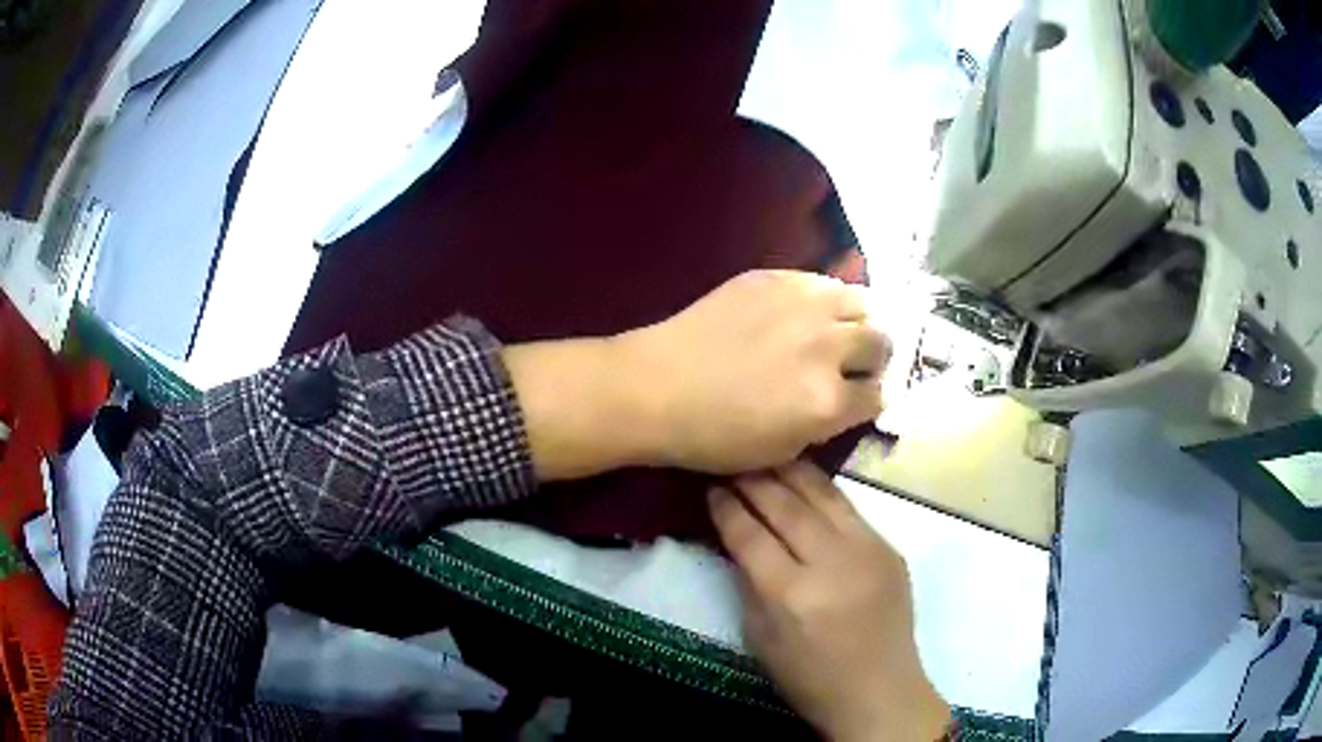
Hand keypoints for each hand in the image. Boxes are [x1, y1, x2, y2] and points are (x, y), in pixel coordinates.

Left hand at [618, 270, 889, 473]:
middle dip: (875, 356)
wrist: (657, 387)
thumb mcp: (781, 451)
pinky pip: (821, 281)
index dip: (871, 398)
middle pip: (881, 341)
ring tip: (839, 329)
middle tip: (855, 362)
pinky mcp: (775, 278)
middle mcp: (827, 347)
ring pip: (861, 301)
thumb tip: (846, 400)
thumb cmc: (713, 435)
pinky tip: (804, 311)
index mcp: (828, 401)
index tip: (861, 396)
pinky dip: (824, 298)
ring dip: (858, 319)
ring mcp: (802, 305)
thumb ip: (826, 424)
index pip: (879, 394)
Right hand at [709, 461, 950, 741]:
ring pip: (823, 494)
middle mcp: (832, 563)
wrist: (879, 689)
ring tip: (766, 456)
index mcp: (792, 595)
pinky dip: (822, 491)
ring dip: (790, 472)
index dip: (727, 509)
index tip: (711, 488)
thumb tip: (736, 536)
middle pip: (786, 506)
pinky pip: (849, 508)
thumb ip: (748, 582)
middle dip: (754, 480)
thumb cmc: (809, 676)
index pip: (751, 536)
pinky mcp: (889, 547)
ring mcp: (867, 550)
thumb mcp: (760, 638)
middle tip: (732, 462)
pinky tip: (805, 480)